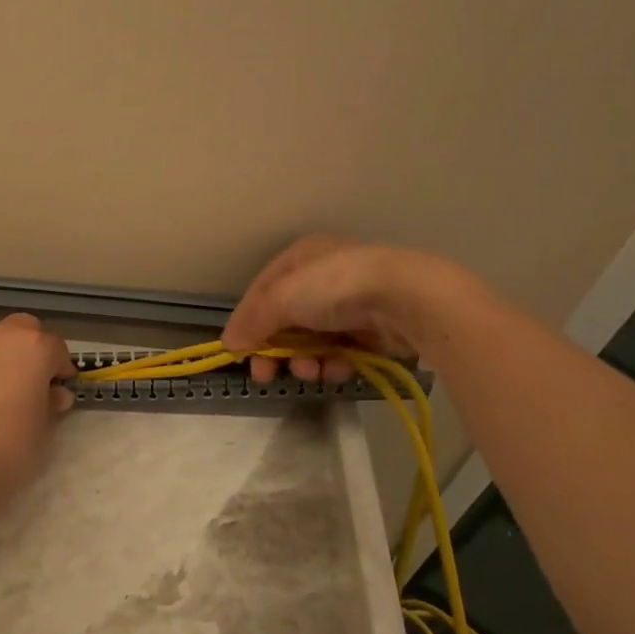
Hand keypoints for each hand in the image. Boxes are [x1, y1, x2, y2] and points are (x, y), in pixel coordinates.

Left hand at [0, 313, 75, 516]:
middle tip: (24, 380)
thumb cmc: (11, 448)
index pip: (55, 347)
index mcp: (34, 347)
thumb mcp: (44, 429)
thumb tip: (54, 395)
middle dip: (26, 348)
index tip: (57, 388)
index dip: (59, 368)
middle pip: (20, 329)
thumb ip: (50, 404)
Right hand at [222, 234, 481, 381]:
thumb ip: (253, 322)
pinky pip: (342, 351)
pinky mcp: (373, 329)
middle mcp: (323, 277)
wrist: (406, 299)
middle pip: (286, 319)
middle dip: (277, 349)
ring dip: (304, 360)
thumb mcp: (282, 298)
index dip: (246, 322)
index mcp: (300, 257)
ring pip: (313, 339)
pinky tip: (337, 369)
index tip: (238, 353)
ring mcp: (350, 304)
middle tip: (267, 376)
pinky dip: (334, 363)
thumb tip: (229, 344)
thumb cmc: (335, 287)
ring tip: (310, 372)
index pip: (261, 292)